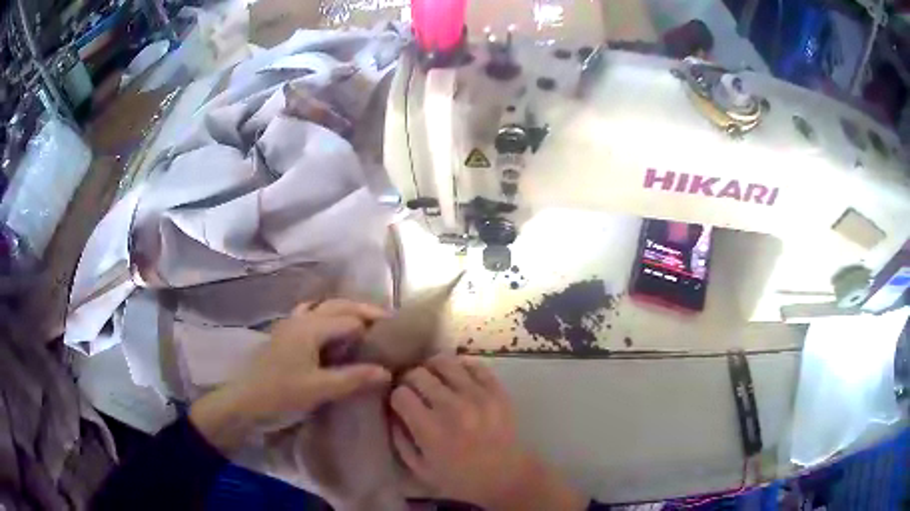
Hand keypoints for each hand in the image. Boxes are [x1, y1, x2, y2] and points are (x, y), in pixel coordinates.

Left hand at [190, 299, 392, 453]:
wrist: (243, 404)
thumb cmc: (280, 395)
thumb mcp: (319, 389)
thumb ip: (353, 378)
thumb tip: (387, 371)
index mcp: (310, 327)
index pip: (351, 320)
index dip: (374, 327)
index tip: (396, 337)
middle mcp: (301, 319)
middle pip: (339, 306)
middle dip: (364, 312)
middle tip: (388, 324)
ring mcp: (290, 325)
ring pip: (324, 309)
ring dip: (346, 313)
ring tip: (365, 326)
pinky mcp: (284, 336)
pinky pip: (310, 318)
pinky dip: (326, 319)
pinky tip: (331, 333)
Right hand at [390, 356, 585, 510]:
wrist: (506, 476)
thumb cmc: (459, 479)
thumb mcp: (419, 469)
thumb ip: (400, 440)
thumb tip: (391, 413)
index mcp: (430, 429)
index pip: (400, 394)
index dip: (396, 397)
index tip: (401, 404)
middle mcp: (451, 407)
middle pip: (418, 373)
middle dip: (410, 380)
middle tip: (414, 390)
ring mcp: (476, 396)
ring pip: (444, 362)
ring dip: (432, 368)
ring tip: (434, 379)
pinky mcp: (496, 390)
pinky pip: (473, 364)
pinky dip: (461, 367)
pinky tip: (457, 378)